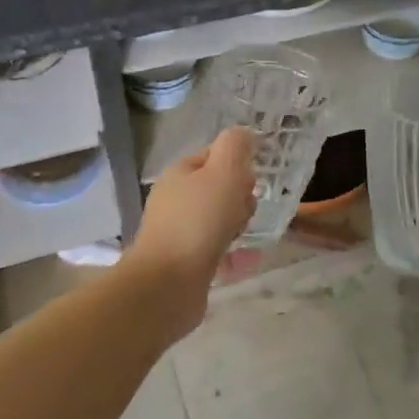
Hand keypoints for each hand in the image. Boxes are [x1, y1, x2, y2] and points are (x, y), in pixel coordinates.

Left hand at [122, 128, 257, 329]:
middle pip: (218, 189)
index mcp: (179, 173)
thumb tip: (243, 133)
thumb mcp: (224, 173)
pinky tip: (247, 261)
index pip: (214, 156)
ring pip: (218, 220)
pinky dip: (233, 254)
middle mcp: (175, 199)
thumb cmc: (198, 221)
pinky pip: (216, 250)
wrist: (167, 284)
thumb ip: (235, 147)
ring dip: (238, 225)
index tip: (251, 182)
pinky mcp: (184, 262)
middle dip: (240, 198)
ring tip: (244, 236)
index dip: (238, 165)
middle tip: (245, 211)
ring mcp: (177, 232)